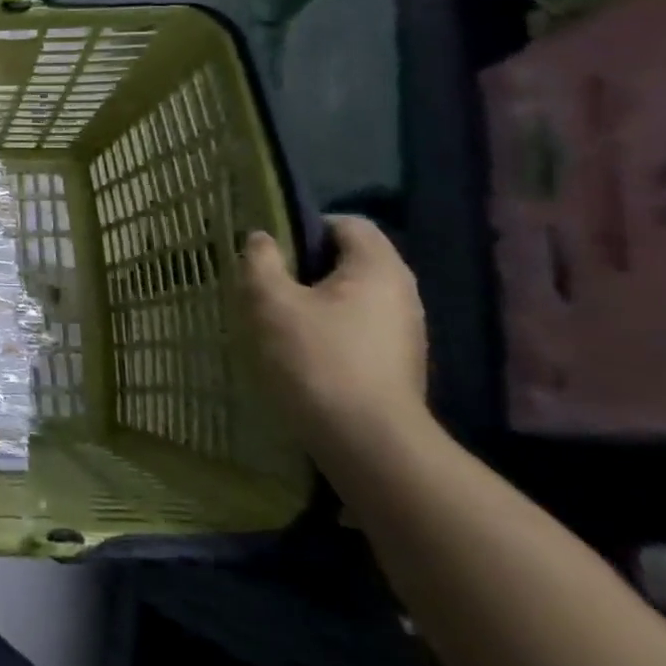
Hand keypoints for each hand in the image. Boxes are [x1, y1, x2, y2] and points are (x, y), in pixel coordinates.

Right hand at [242, 215, 430, 460]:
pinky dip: (328, 329)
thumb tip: (262, 238)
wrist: (367, 442)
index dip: (306, 227)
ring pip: (352, 296)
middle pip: (350, 260)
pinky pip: (357, 327)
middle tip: (266, 282)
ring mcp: (404, 332)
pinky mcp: (396, 363)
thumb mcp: (270, 302)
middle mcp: (401, 293)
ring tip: (276, 318)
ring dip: (314, 300)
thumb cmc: (316, 358)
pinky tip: (298, 350)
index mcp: (378, 267)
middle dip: (305, 266)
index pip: (348, 224)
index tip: (272, 250)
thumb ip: (261, 261)